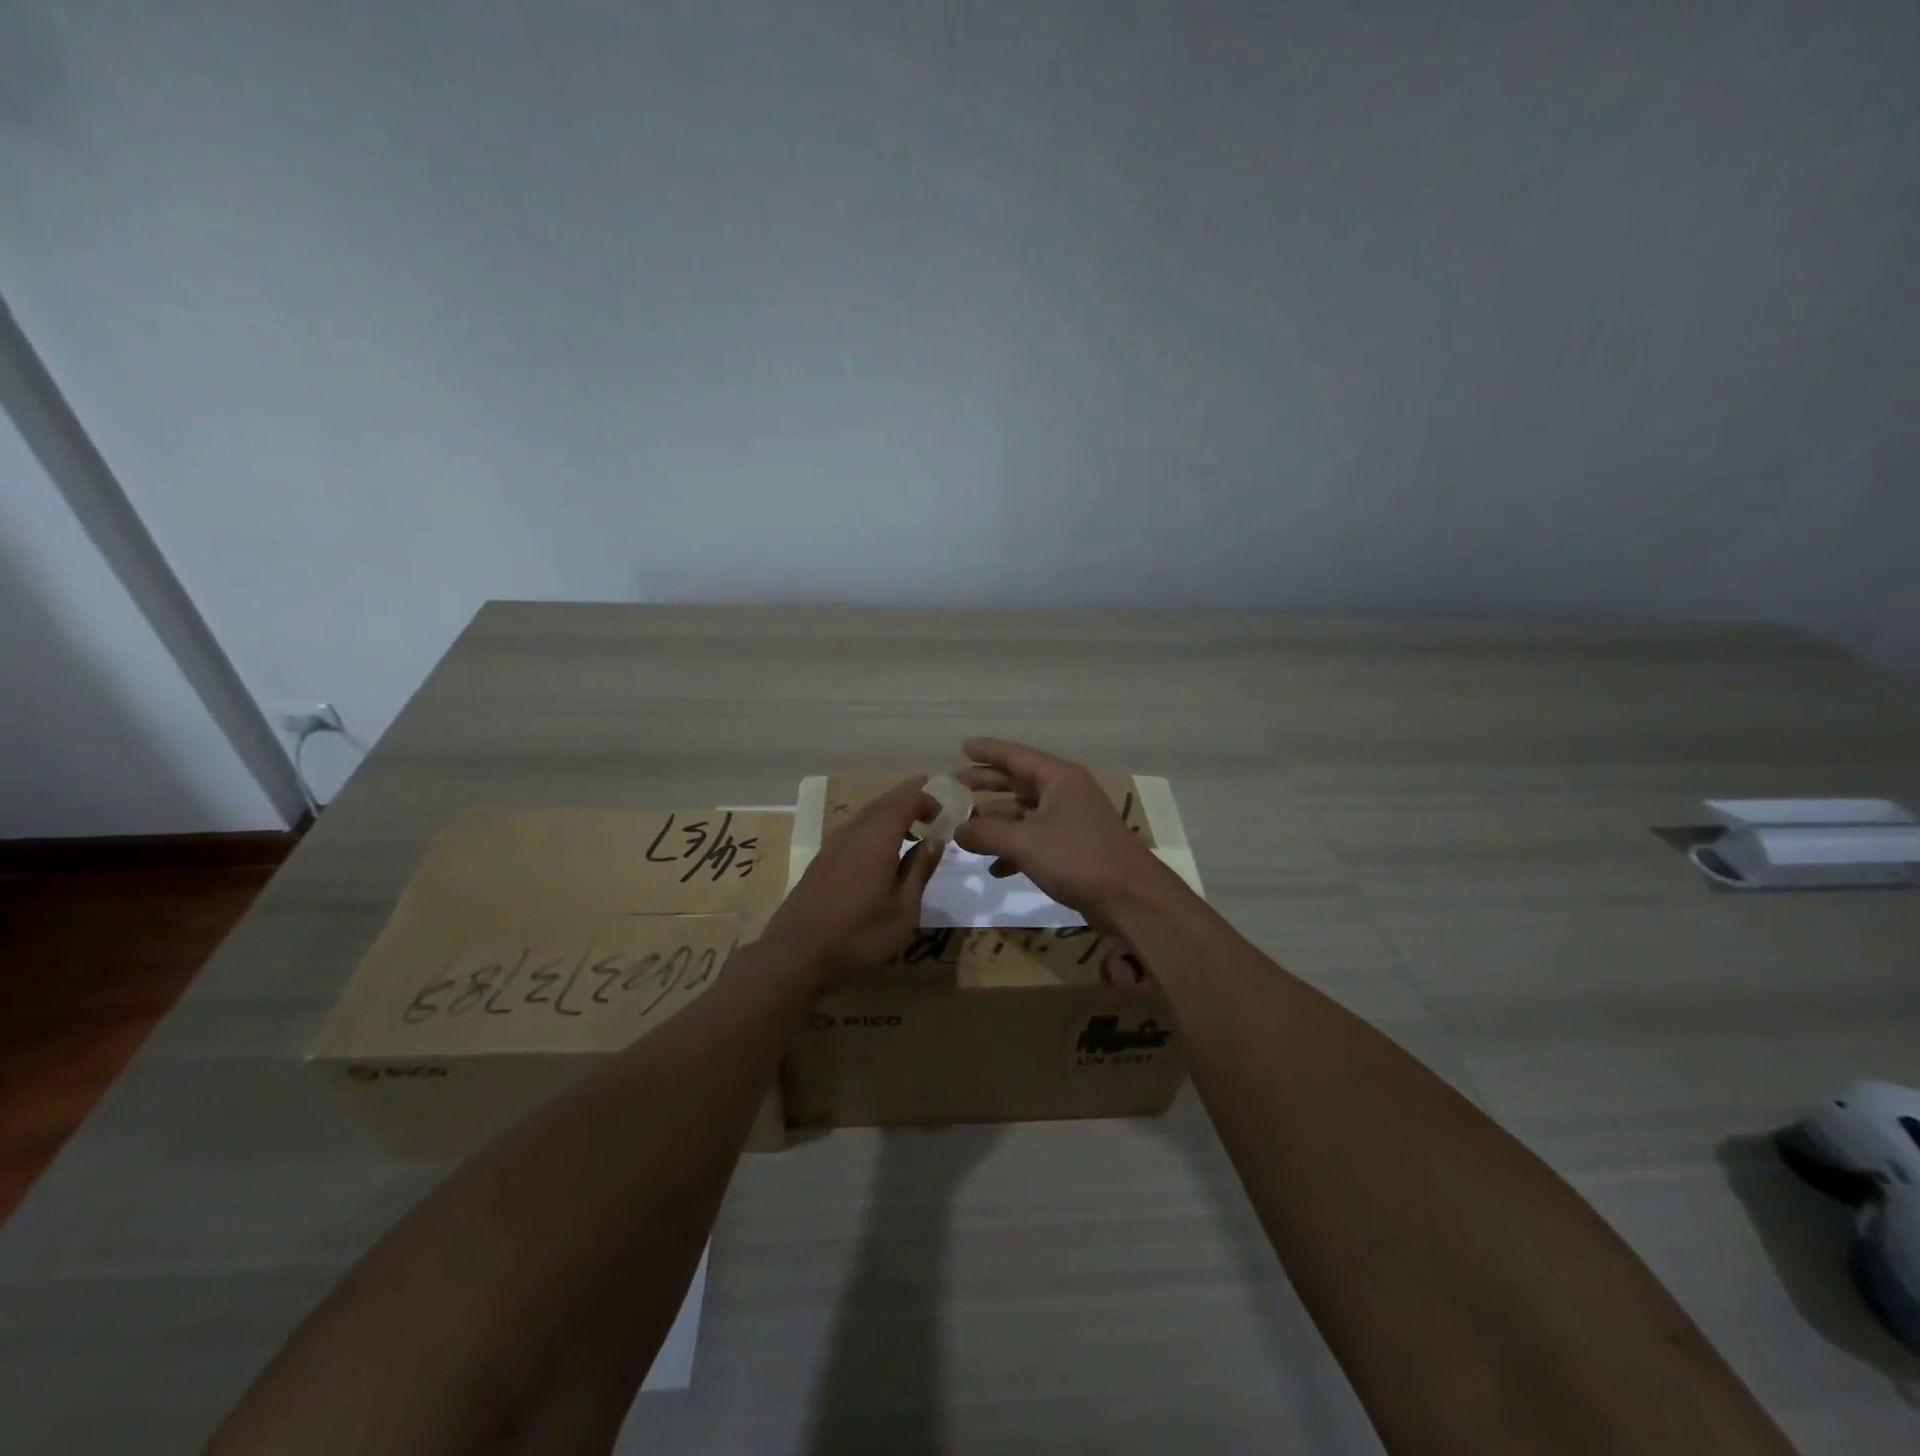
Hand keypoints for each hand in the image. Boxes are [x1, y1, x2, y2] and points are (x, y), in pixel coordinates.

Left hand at [763, 777, 944, 983]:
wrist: (796, 955)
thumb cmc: (859, 935)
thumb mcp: (903, 910)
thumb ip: (919, 870)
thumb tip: (935, 841)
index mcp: (877, 838)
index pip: (905, 800)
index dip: (927, 798)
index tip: (944, 811)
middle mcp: (853, 832)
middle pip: (884, 802)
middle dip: (908, 796)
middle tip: (932, 800)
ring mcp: (832, 845)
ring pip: (866, 814)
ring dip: (890, 811)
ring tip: (911, 823)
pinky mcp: (821, 861)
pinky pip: (854, 830)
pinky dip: (874, 827)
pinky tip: (880, 848)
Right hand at [954, 738, 1172, 928]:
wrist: (1131, 899)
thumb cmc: (1078, 858)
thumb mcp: (1025, 842)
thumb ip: (986, 833)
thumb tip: (958, 830)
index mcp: (1059, 778)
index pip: (1016, 755)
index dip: (987, 751)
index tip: (961, 747)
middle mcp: (1066, 793)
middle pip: (1019, 781)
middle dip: (987, 784)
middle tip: (956, 787)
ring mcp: (1071, 822)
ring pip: (1025, 813)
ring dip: (997, 821)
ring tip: (966, 831)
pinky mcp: (1074, 850)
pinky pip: (1035, 840)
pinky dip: (1014, 849)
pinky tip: (995, 868)